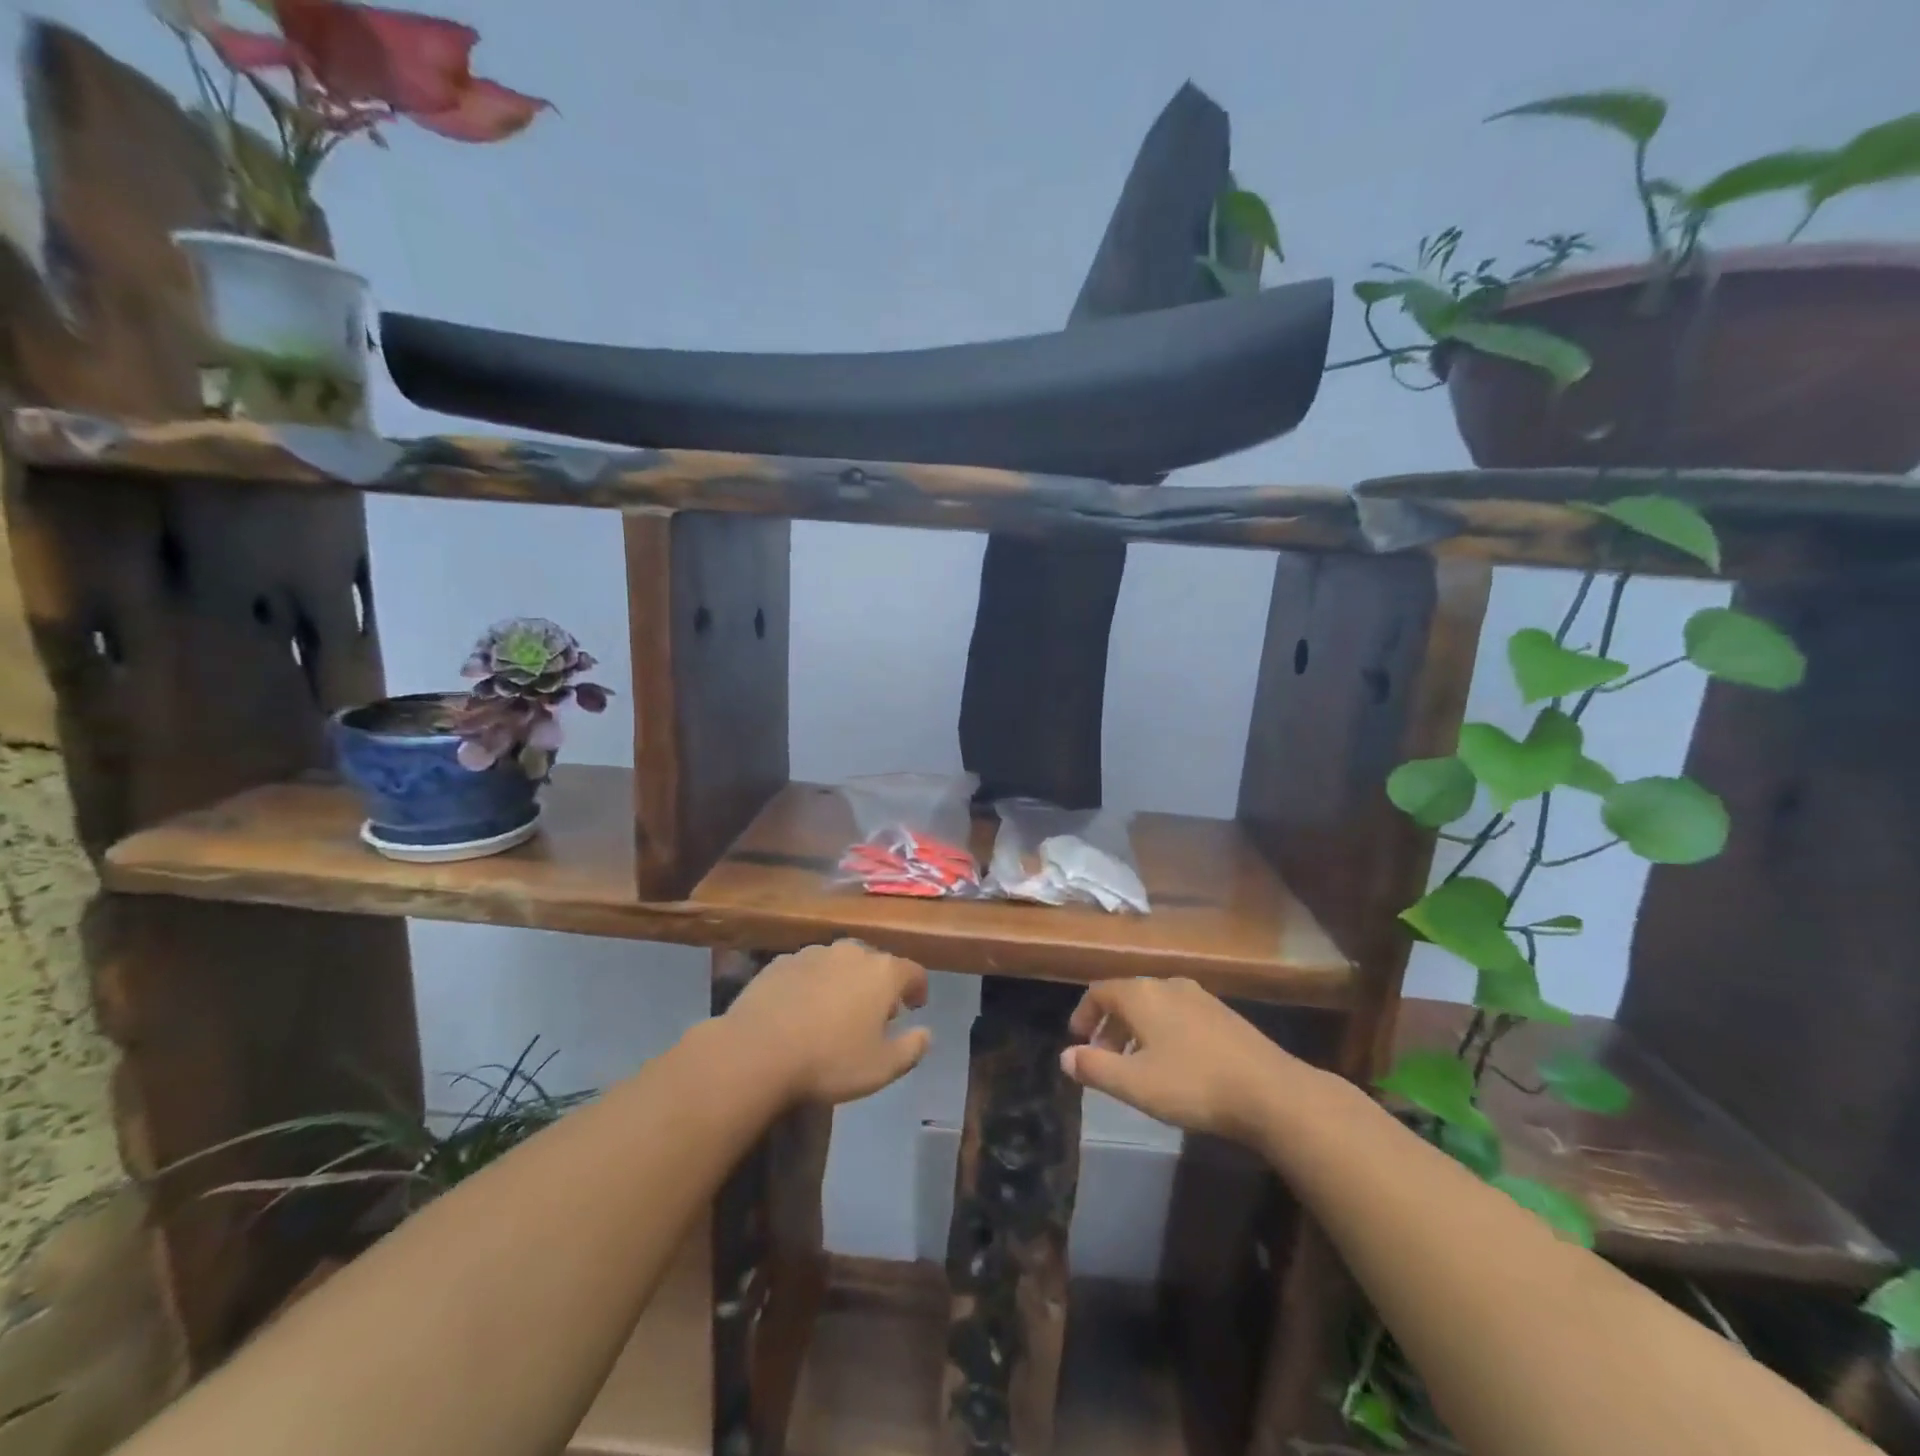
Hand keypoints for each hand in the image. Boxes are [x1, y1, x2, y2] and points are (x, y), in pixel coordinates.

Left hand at [724, 940, 931, 1104]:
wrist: (757, 1050)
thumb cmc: (829, 1060)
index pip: (913, 972)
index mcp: (883, 972)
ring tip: (836, 1011)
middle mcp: (851, 952)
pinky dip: (813, 984)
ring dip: (845, 981)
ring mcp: (813, 953)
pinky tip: (802, 1009)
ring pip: (839, 963)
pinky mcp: (780, 962)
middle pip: (875, 963)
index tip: (916, 1007)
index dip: (918, 988)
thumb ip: (912, 1048)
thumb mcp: (882, 1068)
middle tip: (875, 1013)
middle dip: (880, 985)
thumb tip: (926, 1033)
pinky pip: (808, 970)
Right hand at [1060, 978, 1310, 1143]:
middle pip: (1127, 996)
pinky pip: (1178, 1014)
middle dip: (1110, 1025)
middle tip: (1103, 1058)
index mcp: (1141, 994)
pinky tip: (1174, 1064)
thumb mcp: (1134, 1083)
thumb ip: (1095, 1067)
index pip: (1099, 991)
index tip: (1077, 1040)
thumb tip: (1065, 1056)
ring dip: (1136, 1030)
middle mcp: (1167, 984)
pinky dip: (1163, 1032)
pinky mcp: (1224, 1014)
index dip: (1083, 1014)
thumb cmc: (1192, 1084)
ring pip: (1154, 1006)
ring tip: (1136, 1065)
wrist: (1270, 1092)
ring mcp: (1199, 997)